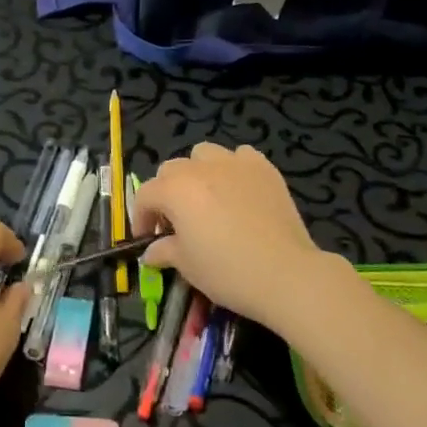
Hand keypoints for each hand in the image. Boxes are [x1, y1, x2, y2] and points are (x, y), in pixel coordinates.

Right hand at [130, 143, 333, 329]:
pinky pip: (240, 156)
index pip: (145, 194)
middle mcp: (201, 168)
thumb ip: (164, 251)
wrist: (285, 273)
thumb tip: (151, 251)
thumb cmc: (227, 271)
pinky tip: (238, 189)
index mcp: (176, 190)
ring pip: (204, 154)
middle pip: (171, 169)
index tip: (147, 239)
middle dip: (166, 192)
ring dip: (197, 172)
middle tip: (175, 221)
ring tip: (206, 198)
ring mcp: (235, 163)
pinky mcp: (264, 168)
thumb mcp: (187, 266)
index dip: (141, 217)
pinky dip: (233, 168)